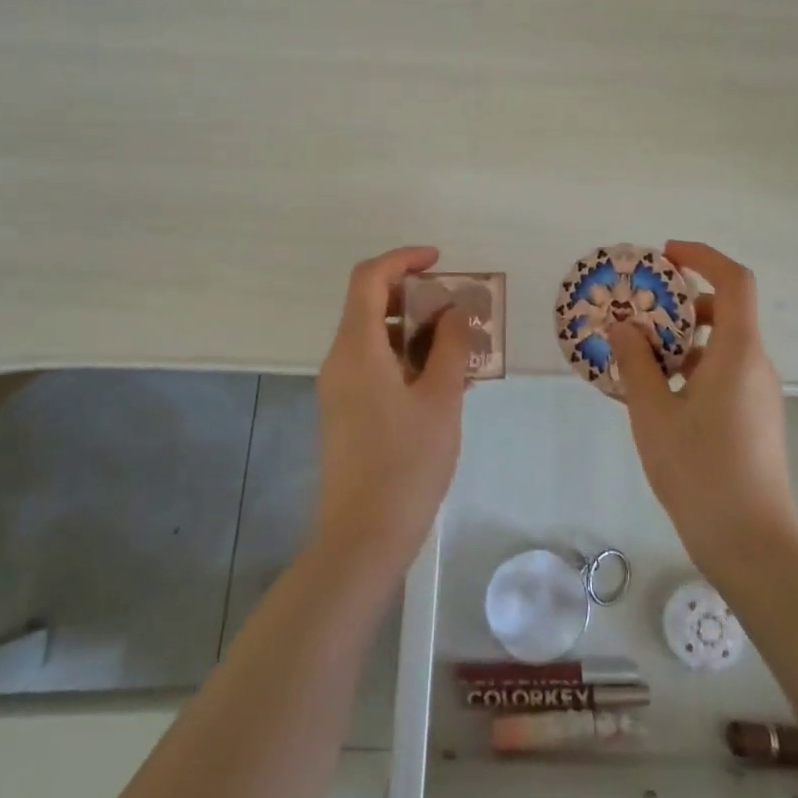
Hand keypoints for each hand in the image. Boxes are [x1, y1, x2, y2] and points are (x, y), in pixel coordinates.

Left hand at [314, 246, 470, 573]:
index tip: (440, 261)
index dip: (403, 259)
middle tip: (457, 308)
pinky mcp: (345, 411)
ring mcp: (339, 388)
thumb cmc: (406, 464)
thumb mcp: (441, 399)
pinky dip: (405, 357)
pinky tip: (441, 380)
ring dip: (414, 329)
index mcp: (357, 348)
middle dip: (414, 296)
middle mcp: (340, 360)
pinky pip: (374, 364)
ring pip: (374, 336)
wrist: (363, 538)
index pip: (369, 279)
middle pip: (370, 304)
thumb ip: (449, 346)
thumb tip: (454, 311)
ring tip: (458, 346)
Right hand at [608, 241, 797, 578]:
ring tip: (636, 355)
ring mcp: (759, 394)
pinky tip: (657, 393)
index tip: (664, 256)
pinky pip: (723, 373)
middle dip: (680, 301)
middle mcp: (755, 365)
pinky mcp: (755, 418)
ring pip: (721, 345)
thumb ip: (636, 364)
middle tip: (637, 311)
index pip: (734, 281)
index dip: (702, 257)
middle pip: (725, 311)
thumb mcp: (654, 415)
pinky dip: (691, 367)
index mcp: (738, 352)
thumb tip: (624, 327)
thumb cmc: (701, 473)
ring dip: (681, 339)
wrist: (753, 547)